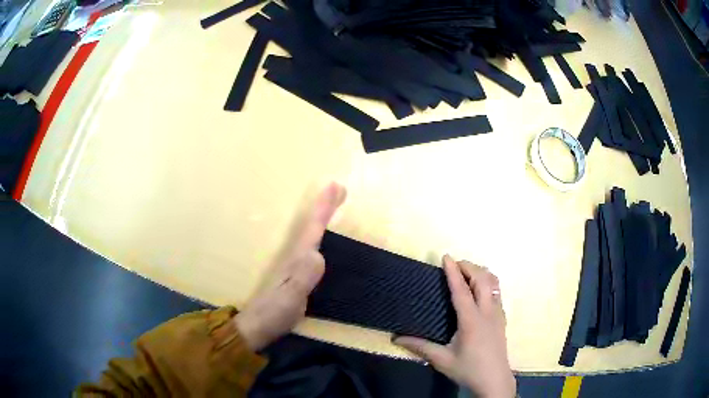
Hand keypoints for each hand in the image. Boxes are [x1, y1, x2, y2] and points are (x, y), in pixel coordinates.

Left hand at [234, 183, 345, 350]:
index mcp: (296, 259)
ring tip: (333, 202)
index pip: (312, 229)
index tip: (335, 186)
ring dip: (322, 216)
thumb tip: (319, 255)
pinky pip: (311, 247)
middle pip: (311, 226)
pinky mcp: (295, 275)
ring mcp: (294, 266)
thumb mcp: (290, 298)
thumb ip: (303, 278)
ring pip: (310, 234)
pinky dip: (318, 235)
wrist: (257, 326)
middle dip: (325, 206)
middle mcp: (295, 257)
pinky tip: (321, 237)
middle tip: (338, 187)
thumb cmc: (274, 312)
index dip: (323, 208)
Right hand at [393, 255, 515, 397]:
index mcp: (471, 321)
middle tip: (454, 264)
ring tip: (466, 273)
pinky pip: (496, 292)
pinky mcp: (502, 318)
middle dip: (469, 266)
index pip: (461, 290)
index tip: (446, 257)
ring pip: (493, 283)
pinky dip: (487, 282)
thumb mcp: (442, 360)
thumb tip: (396, 338)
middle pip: (482, 279)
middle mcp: (487, 312)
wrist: (494, 380)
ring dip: (480, 273)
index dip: (453, 272)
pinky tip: (478, 291)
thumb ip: (420, 347)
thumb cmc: (468, 369)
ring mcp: (498, 314)